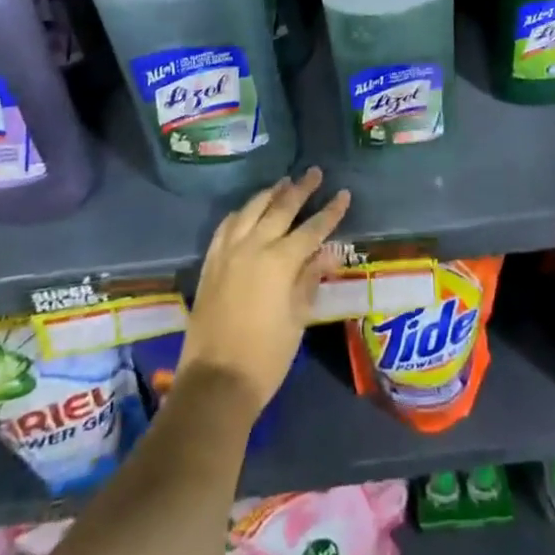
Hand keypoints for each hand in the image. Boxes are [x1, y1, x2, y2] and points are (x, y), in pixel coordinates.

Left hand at [181, 168, 350, 415]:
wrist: (216, 382)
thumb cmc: (266, 356)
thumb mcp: (298, 318)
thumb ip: (311, 278)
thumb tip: (331, 251)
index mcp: (280, 261)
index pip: (312, 228)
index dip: (330, 211)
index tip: (343, 194)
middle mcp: (254, 246)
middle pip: (281, 208)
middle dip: (301, 188)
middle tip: (314, 172)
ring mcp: (228, 251)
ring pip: (252, 209)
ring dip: (270, 193)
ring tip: (284, 182)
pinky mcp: (211, 261)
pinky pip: (227, 225)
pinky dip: (242, 212)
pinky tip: (248, 210)